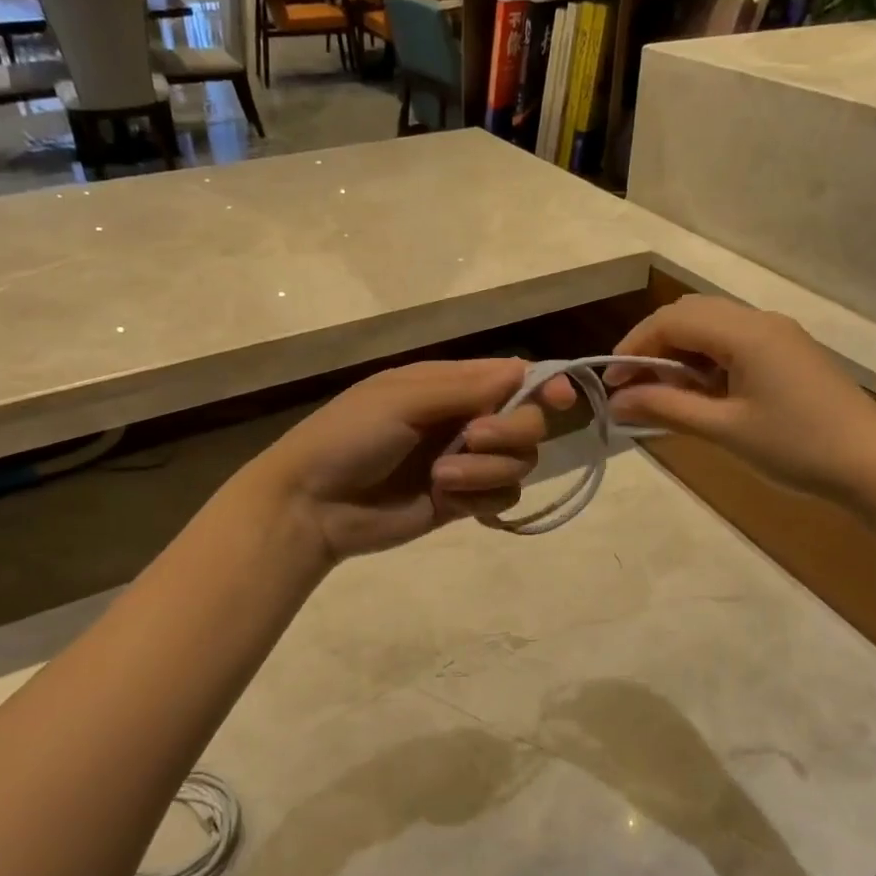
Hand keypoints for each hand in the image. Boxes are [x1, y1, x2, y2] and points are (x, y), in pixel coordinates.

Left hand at [251, 358, 575, 560]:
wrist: (314, 504)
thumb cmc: (350, 436)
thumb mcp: (403, 398)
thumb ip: (467, 387)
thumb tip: (528, 371)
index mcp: (451, 385)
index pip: (515, 378)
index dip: (545, 386)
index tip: (562, 400)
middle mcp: (466, 420)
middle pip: (528, 422)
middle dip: (509, 432)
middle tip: (472, 439)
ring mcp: (466, 463)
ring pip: (519, 464)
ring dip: (487, 471)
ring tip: (441, 478)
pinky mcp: (462, 502)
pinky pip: (502, 498)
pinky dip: (481, 499)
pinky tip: (446, 501)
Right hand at [605, 296, 875, 506]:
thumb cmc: (797, 447)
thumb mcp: (724, 429)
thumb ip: (665, 407)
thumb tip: (615, 401)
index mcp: (745, 332)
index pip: (671, 321)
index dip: (633, 347)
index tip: (610, 384)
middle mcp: (761, 321)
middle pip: (690, 314)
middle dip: (653, 345)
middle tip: (632, 387)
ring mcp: (779, 336)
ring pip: (712, 327)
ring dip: (680, 353)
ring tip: (663, 394)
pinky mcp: (789, 354)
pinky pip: (734, 342)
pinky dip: (706, 360)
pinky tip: (702, 394)